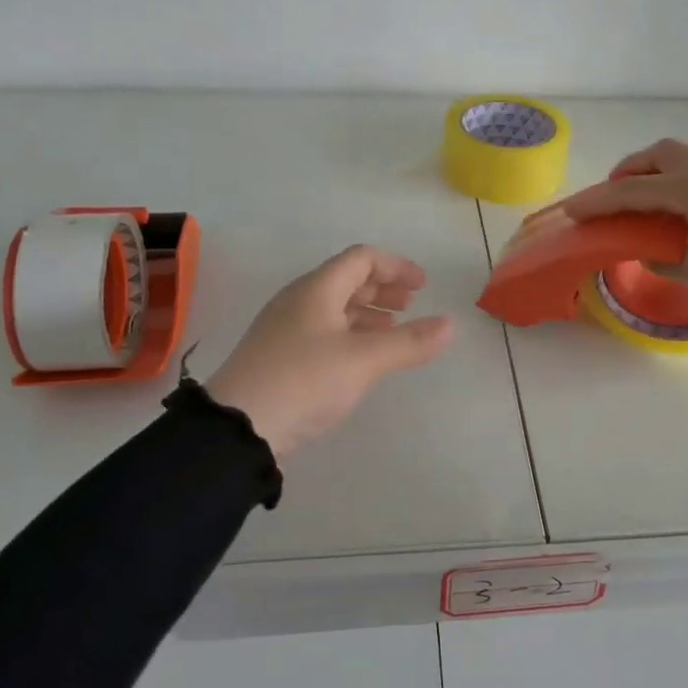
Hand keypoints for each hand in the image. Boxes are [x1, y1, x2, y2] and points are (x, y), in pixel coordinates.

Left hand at [205, 246, 454, 457]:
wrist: (238, 428)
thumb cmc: (304, 381)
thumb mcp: (363, 361)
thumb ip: (409, 342)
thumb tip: (450, 325)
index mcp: (317, 289)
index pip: (361, 258)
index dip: (396, 265)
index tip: (423, 286)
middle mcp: (299, 300)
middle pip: (347, 279)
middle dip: (383, 288)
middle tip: (411, 304)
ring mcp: (285, 328)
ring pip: (335, 307)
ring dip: (368, 312)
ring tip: (393, 330)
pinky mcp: (280, 355)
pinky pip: (323, 330)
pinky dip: (351, 333)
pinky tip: (362, 357)